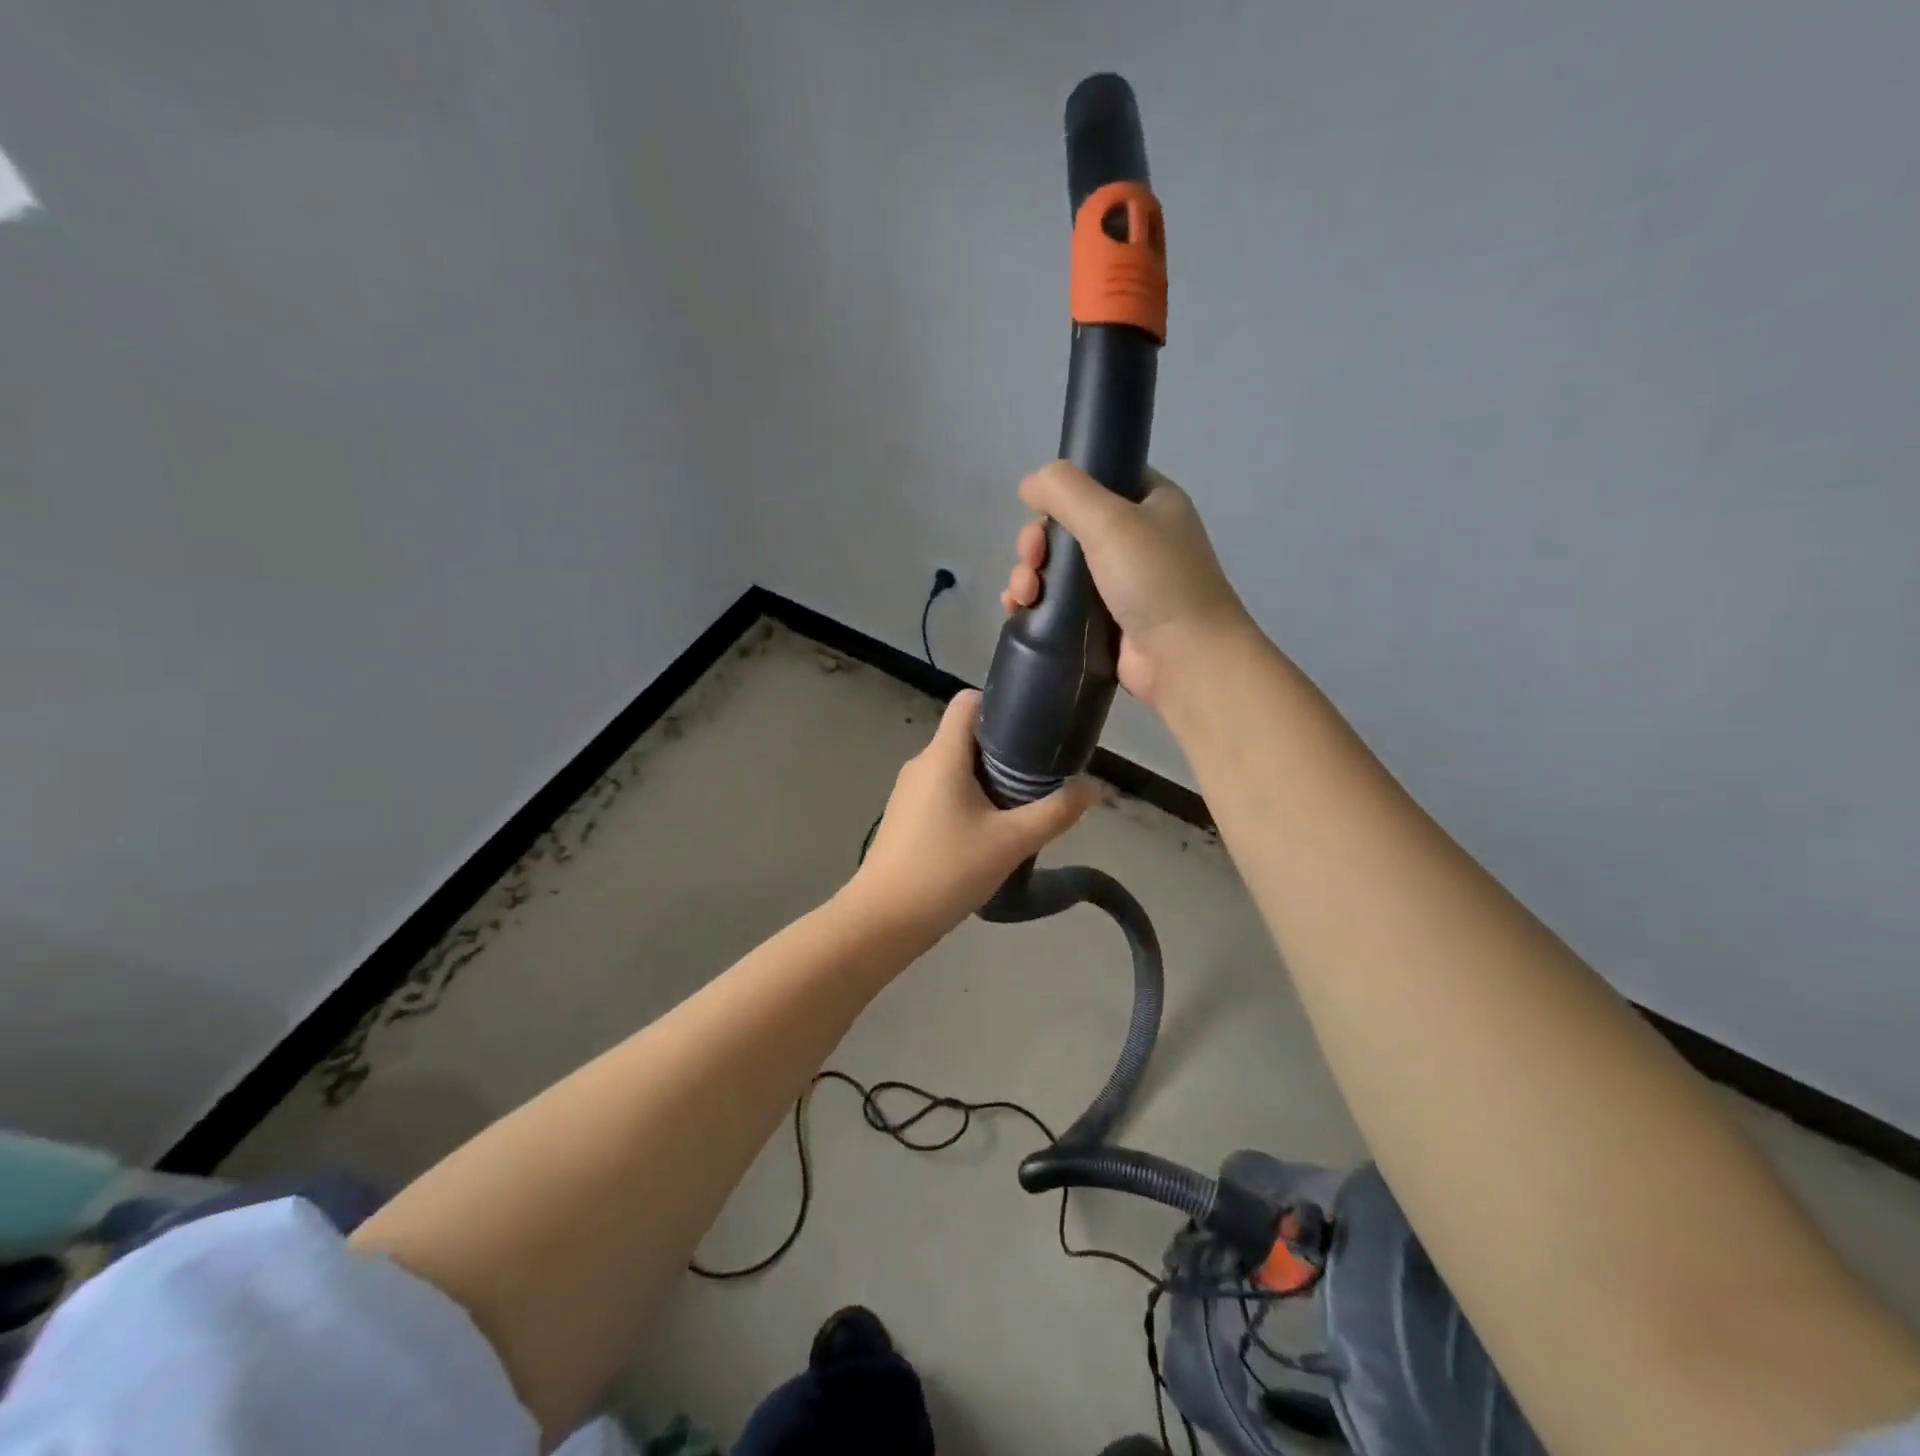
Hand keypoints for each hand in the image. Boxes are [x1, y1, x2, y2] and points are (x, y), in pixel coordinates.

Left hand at [847, 689, 1097, 939]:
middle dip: (1006, 748)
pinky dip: (969, 798)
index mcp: (943, 755)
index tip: (1034, 727)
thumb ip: (1057, 812)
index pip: (968, 701)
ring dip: (989, 777)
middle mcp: (922, 763)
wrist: (884, 920)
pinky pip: (943, 791)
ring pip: (956, 766)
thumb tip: (1096, 787)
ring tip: (1021, 804)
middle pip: (967, 735)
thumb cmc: (947, 871)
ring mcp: (909, 791)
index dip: (1001, 703)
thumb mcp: (1011, 842)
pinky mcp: (905, 816)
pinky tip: (990, 830)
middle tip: (1041, 773)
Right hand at [1001, 462, 1254, 710]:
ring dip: (1030, 575)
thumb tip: (1030, 482)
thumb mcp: (1110, 520)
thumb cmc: (1154, 580)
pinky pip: (1059, 604)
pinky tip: (1018, 610)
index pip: (1094, 483)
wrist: (1184, 659)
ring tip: (1022, 596)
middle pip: (1067, 528)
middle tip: (1030, 563)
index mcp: (1148, 503)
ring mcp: (1118, 584)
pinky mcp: (1102, 622)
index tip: (1039, 518)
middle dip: (1037, 544)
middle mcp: (1135, 539)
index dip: (1059, 497)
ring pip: (1057, 568)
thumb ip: (1066, 491)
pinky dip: (1035, 604)